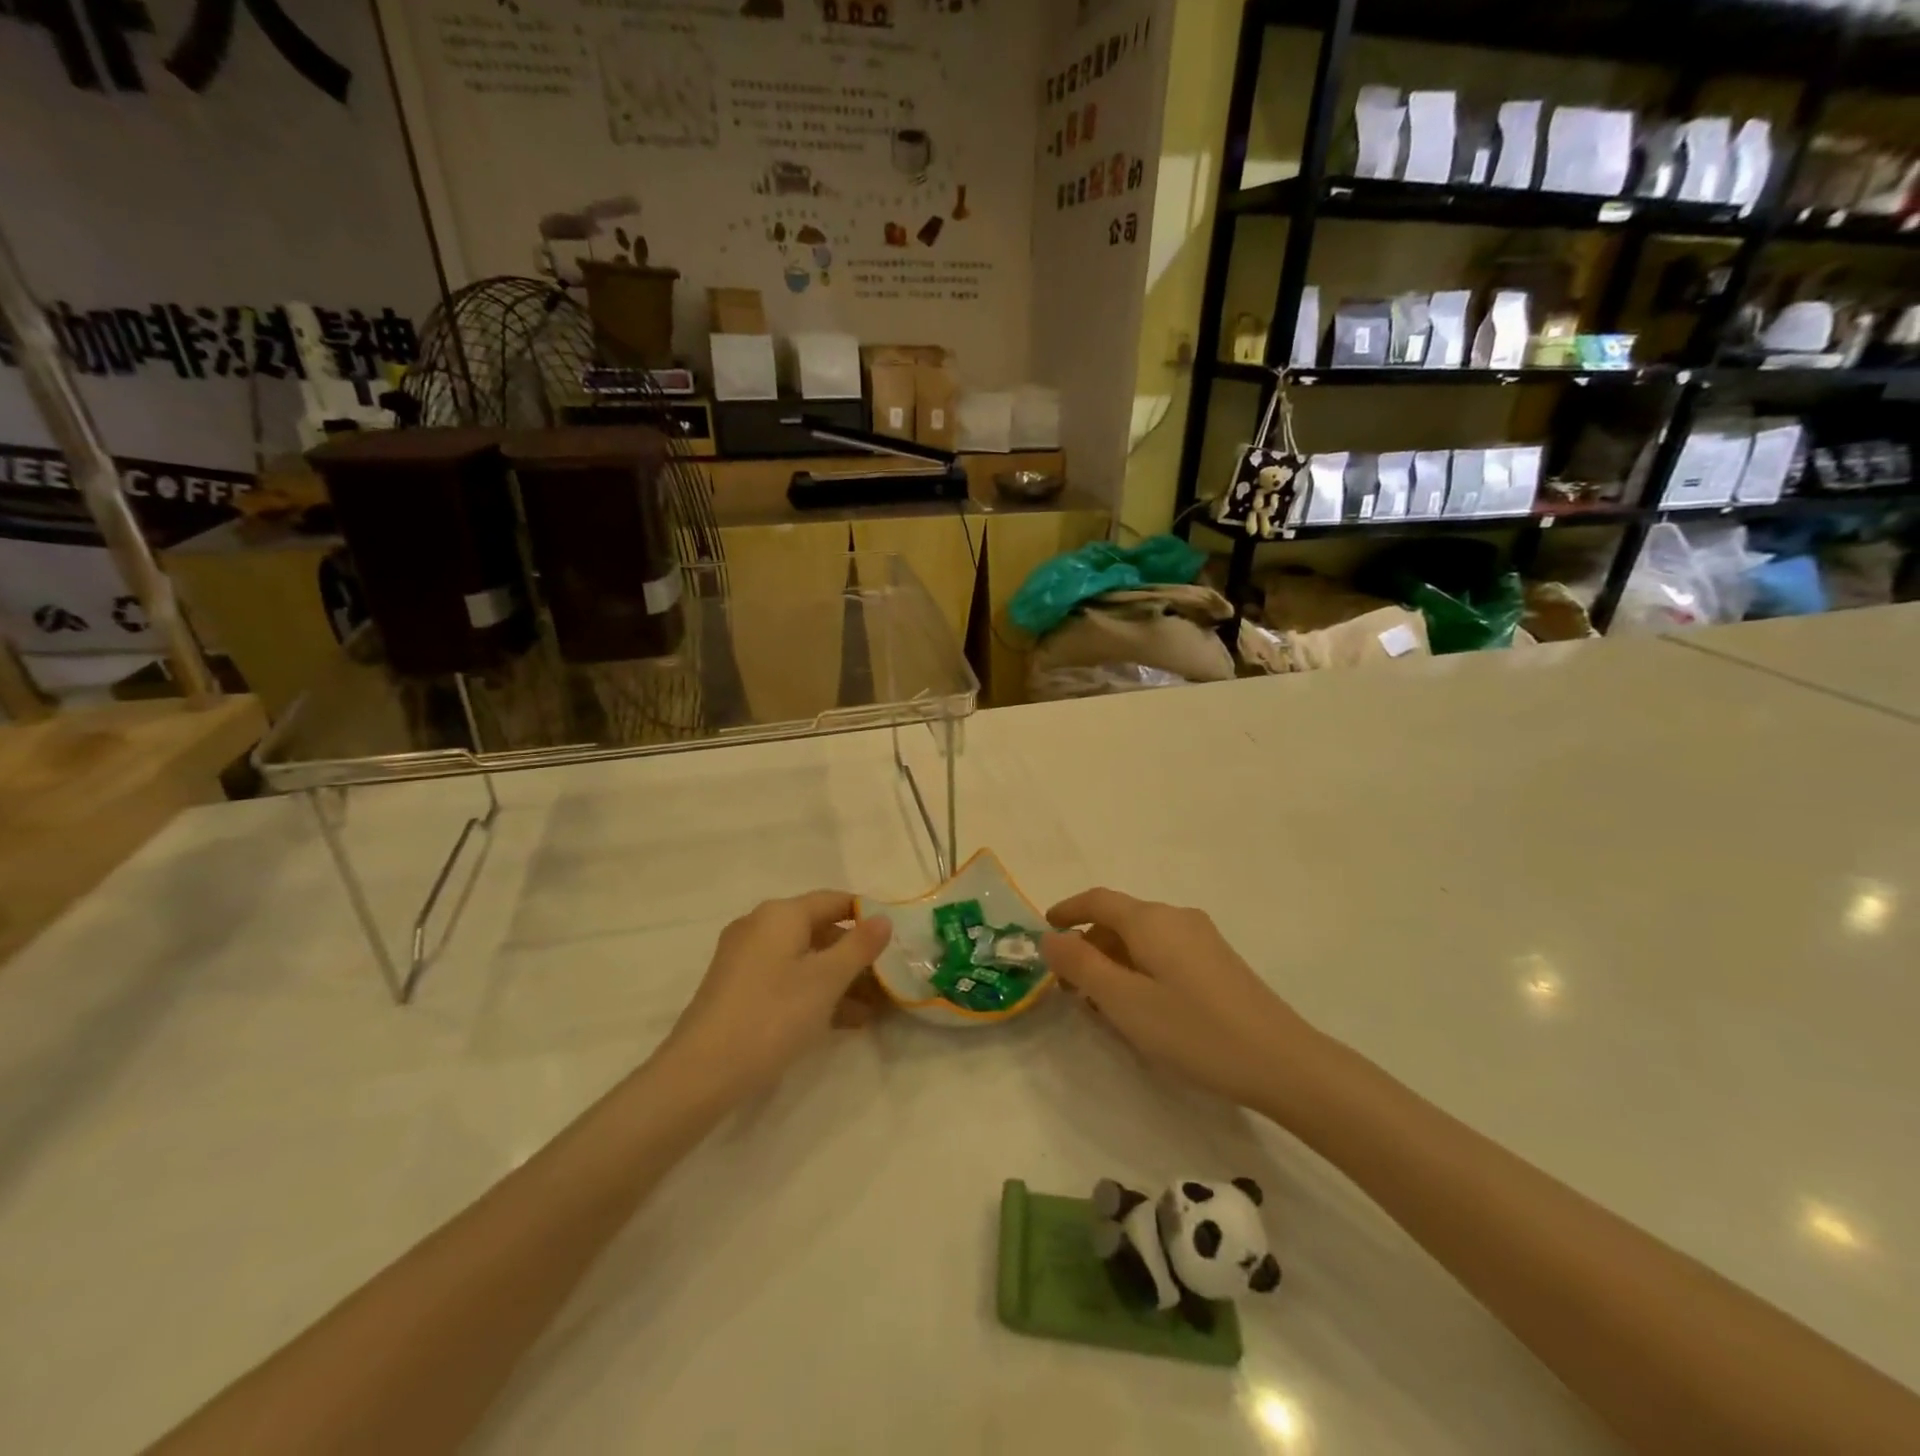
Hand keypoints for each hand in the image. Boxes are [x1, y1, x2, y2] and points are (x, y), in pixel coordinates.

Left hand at [664, 892, 892, 1098]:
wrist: (702, 1073)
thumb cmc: (772, 1015)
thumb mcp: (826, 980)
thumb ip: (859, 946)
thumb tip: (884, 918)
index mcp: (780, 914)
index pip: (834, 900)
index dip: (867, 916)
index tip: (896, 939)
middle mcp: (760, 927)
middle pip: (819, 930)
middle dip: (855, 955)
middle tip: (887, 981)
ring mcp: (745, 959)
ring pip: (804, 959)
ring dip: (838, 980)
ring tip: (872, 1010)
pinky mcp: (738, 989)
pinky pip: (786, 979)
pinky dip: (813, 993)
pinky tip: (842, 1022)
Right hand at [1042, 888, 1312, 1111]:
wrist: (1282, 1061)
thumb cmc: (1193, 1030)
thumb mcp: (1124, 1001)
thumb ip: (1080, 965)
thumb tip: (1049, 937)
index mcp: (1150, 919)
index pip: (1097, 900)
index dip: (1067, 911)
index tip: (1044, 929)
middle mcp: (1176, 917)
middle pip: (1119, 919)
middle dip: (1089, 945)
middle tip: (1069, 986)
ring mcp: (1202, 938)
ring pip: (1142, 938)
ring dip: (1114, 960)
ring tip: (1102, 1003)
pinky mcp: (1218, 962)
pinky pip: (1164, 952)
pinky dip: (1140, 968)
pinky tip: (1142, 1007)